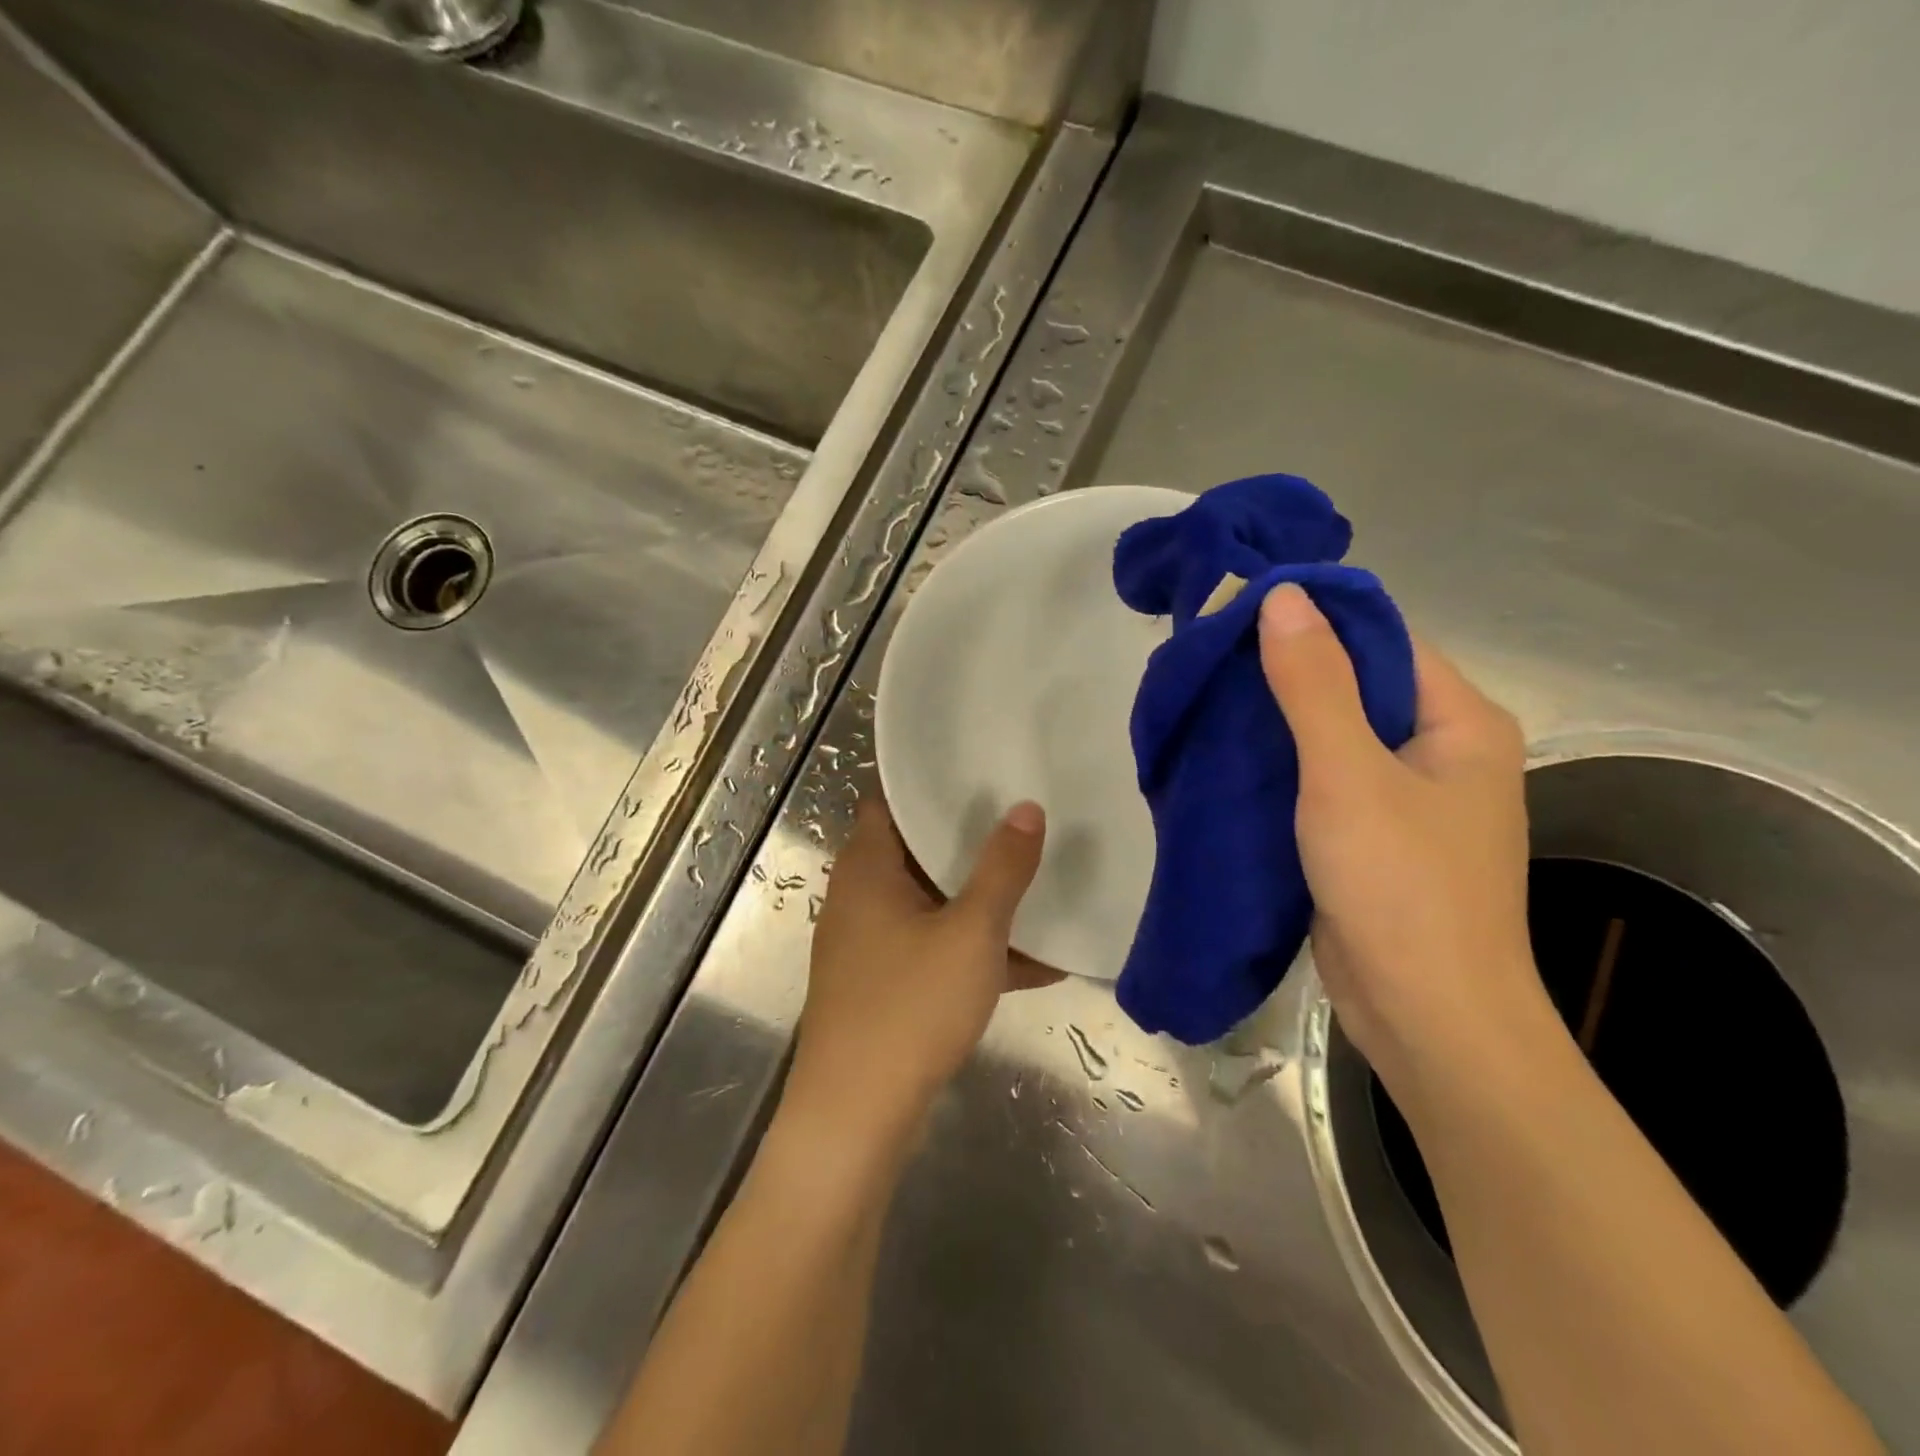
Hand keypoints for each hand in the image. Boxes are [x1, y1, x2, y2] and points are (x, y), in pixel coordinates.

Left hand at [786, 794, 1052, 1149]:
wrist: (855, 1118)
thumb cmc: (910, 1007)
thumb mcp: (971, 933)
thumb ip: (1002, 869)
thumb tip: (1027, 808)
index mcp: (867, 868)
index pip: (890, 799)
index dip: (930, 781)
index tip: (979, 768)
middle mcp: (860, 897)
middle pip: (916, 850)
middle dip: (969, 839)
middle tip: (1021, 816)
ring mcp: (869, 944)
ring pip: (931, 903)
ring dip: (979, 900)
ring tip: (1038, 883)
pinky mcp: (883, 985)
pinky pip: (934, 949)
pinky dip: (973, 950)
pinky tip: (1037, 964)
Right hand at [1258, 584, 1548, 1094]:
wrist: (1425, 1017)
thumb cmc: (1400, 886)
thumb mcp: (1349, 775)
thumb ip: (1313, 685)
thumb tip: (1281, 595)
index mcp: (1459, 721)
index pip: (1383, 639)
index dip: (1314, 618)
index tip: (1238, 611)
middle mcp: (1440, 750)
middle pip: (1356, 685)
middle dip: (1285, 670)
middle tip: (1209, 658)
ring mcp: (1405, 797)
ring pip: (1333, 736)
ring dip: (1276, 720)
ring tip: (1208, 698)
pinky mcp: (1370, 836)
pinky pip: (1321, 781)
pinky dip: (1279, 766)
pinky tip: (1227, 755)